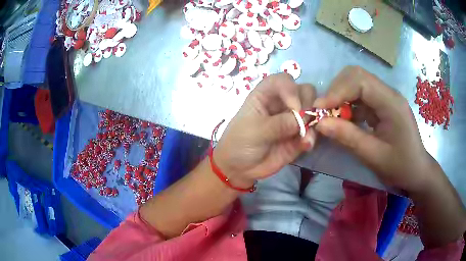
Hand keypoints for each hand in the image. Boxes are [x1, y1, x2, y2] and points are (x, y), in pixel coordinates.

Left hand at [214, 73, 315, 187]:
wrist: (240, 169)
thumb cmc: (239, 143)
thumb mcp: (255, 131)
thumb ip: (279, 124)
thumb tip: (303, 119)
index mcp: (265, 96)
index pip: (282, 81)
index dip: (291, 89)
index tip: (295, 107)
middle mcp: (281, 104)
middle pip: (304, 91)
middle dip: (308, 103)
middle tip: (303, 121)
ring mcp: (291, 120)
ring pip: (312, 110)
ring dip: (313, 121)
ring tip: (305, 138)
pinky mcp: (298, 136)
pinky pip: (312, 132)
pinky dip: (312, 137)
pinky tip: (306, 145)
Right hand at [313, 66, 439, 193]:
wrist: (416, 171)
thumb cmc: (400, 166)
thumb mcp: (374, 156)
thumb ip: (348, 137)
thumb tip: (320, 123)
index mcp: (391, 102)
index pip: (360, 81)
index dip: (337, 91)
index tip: (319, 109)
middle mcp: (388, 93)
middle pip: (356, 75)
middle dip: (337, 89)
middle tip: (324, 111)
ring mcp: (385, 97)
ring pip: (356, 83)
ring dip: (340, 96)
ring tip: (331, 116)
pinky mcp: (382, 105)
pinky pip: (360, 97)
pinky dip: (348, 105)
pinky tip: (344, 120)